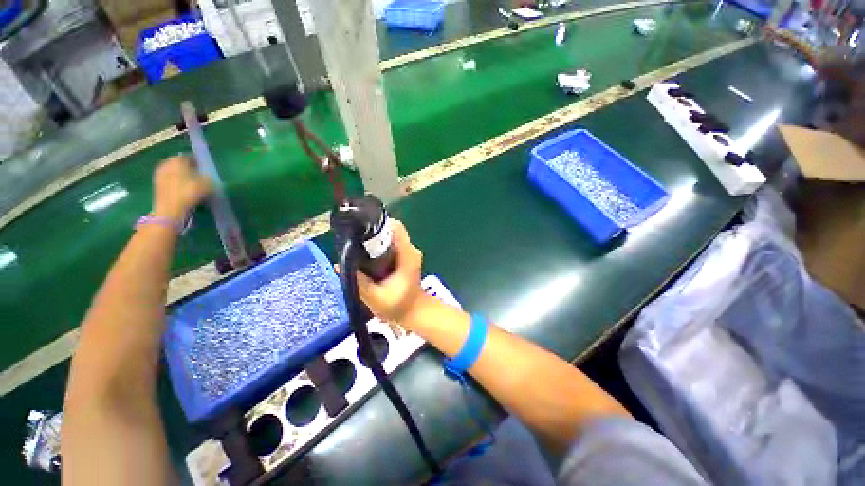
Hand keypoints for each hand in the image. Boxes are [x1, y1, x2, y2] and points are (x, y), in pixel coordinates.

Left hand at [151, 156, 211, 220]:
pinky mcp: (157, 185)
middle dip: (186, 167)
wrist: (169, 209)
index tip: (203, 167)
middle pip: (178, 163)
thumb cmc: (188, 194)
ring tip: (190, 182)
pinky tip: (182, 189)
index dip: (196, 161)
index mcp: (177, 161)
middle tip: (196, 174)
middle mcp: (167, 164)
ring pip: (173, 171)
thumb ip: (209, 178)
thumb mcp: (206, 185)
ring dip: (180, 175)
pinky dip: (175, 182)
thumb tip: (210, 177)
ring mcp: (159, 174)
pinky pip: (169, 179)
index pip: (188, 156)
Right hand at [355, 220, 426, 323]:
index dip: (378, 225)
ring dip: (374, 243)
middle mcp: (410, 250)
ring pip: (389, 238)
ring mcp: (408, 253)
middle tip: (354, 244)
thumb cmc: (398, 306)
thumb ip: (358, 281)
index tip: (361, 231)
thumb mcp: (375, 297)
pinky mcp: (405, 257)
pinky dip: (378, 249)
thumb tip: (339, 265)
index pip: (395, 227)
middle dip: (372, 235)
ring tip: (358, 252)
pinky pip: (390, 246)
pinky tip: (367, 259)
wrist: (414, 312)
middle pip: (390, 231)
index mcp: (408, 255)